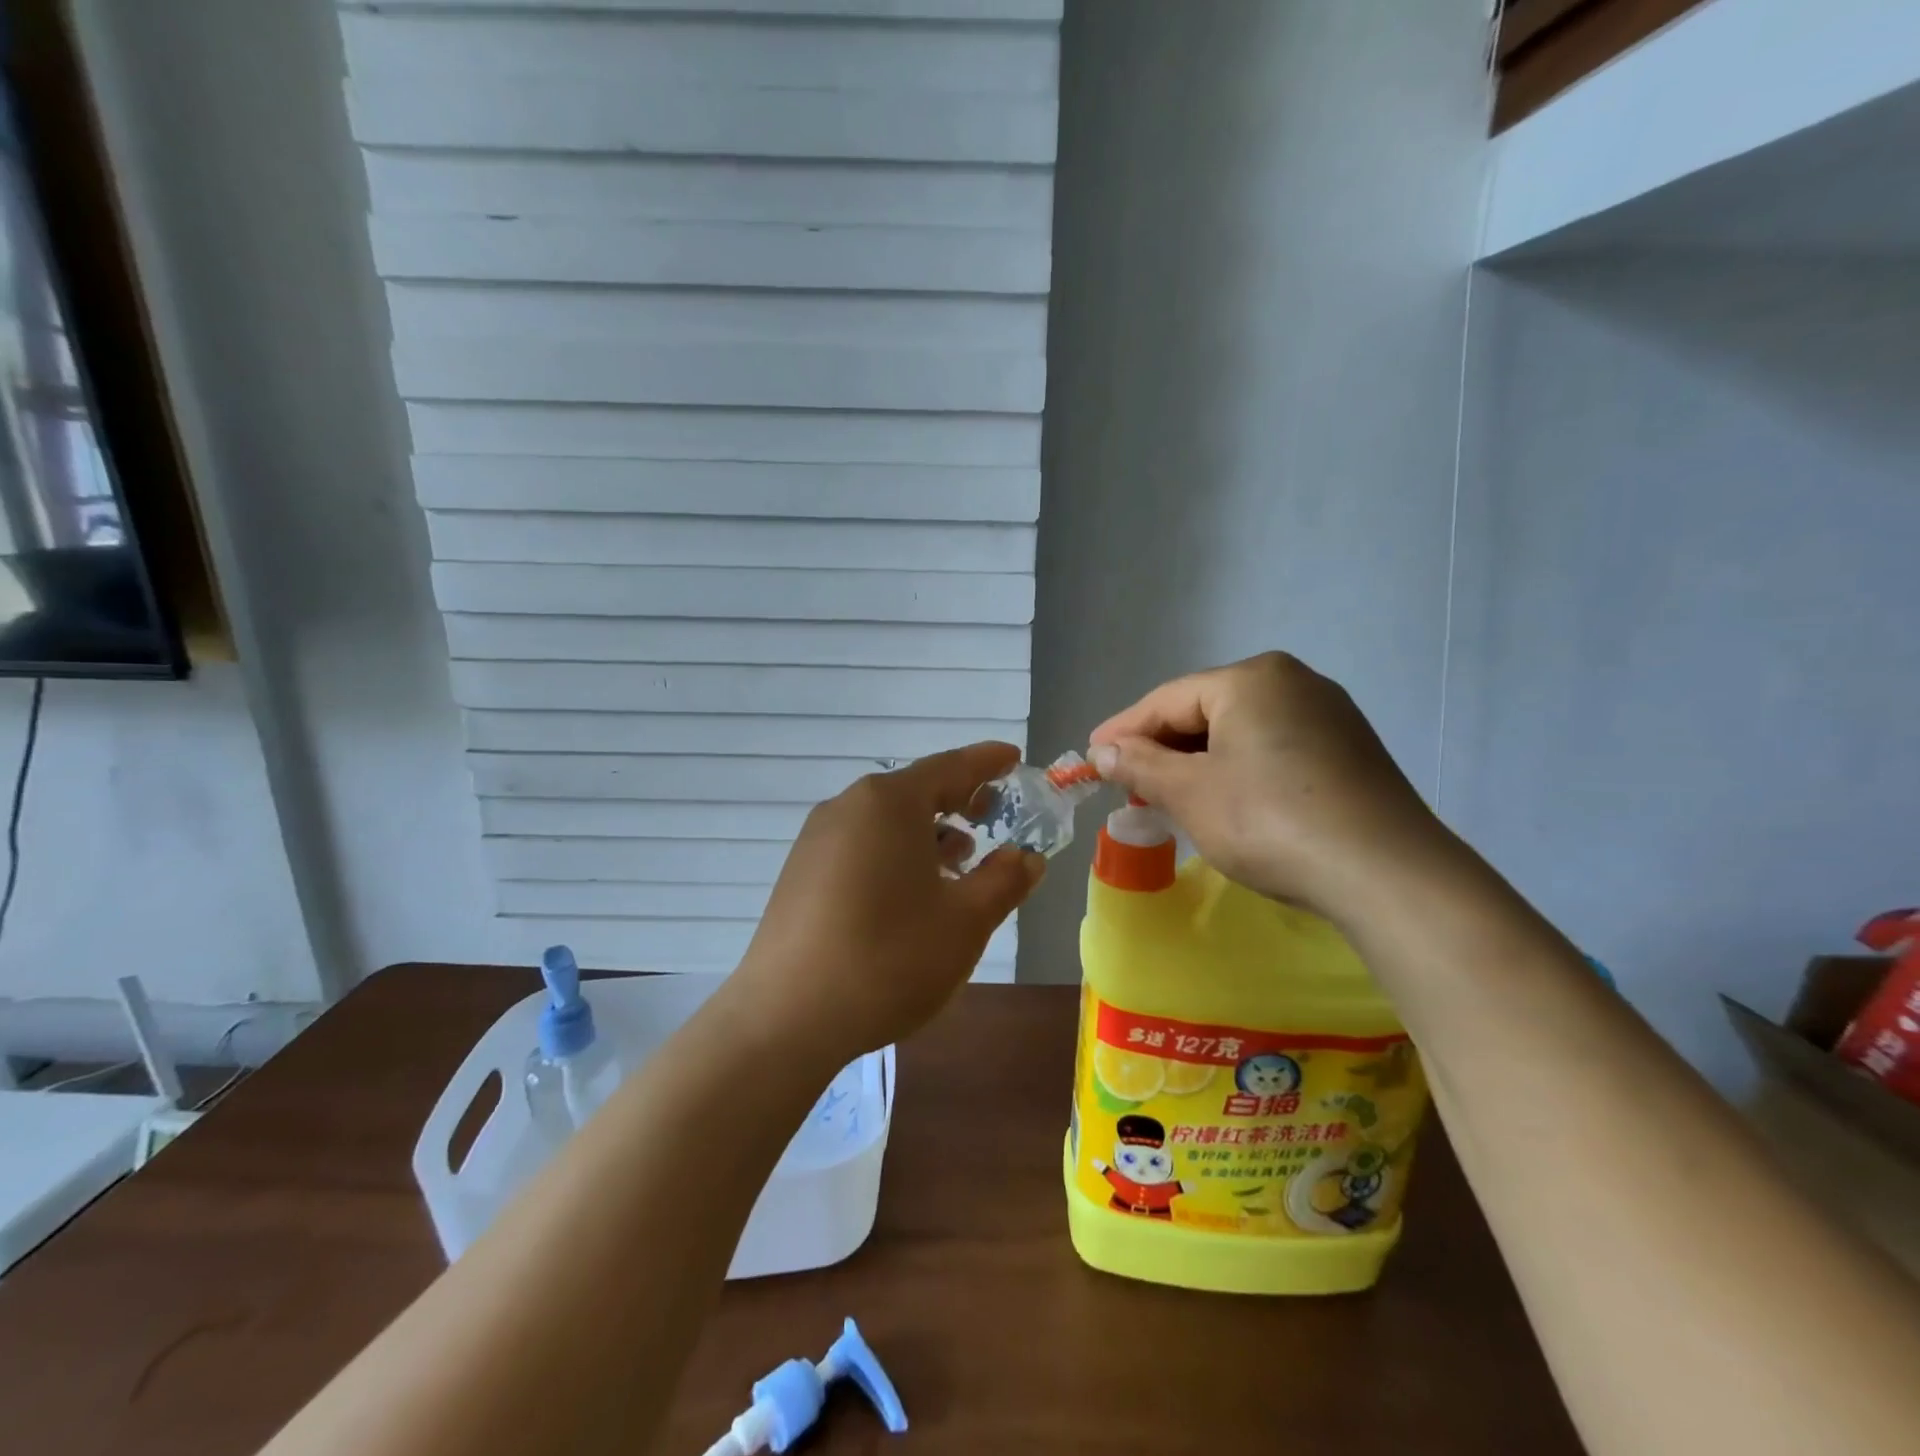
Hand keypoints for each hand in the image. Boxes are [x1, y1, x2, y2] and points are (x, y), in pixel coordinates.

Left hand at [734, 743, 1044, 1059]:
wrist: (787, 1018)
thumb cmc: (889, 957)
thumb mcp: (965, 921)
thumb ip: (1004, 881)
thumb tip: (1027, 858)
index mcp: (889, 803)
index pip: (951, 766)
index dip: (988, 762)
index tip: (1014, 759)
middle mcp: (848, 806)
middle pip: (915, 791)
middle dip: (959, 801)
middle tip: (993, 817)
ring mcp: (817, 839)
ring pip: (886, 821)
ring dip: (928, 834)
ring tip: (958, 865)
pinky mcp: (800, 872)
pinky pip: (861, 845)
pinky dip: (895, 854)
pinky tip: (910, 895)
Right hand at [1087, 653, 1455, 922]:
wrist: (1385, 873)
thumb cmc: (1270, 821)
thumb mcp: (1191, 793)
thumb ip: (1141, 765)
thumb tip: (1104, 751)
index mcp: (1251, 678)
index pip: (1167, 700)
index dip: (1123, 730)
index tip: (1090, 759)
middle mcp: (1292, 681)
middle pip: (1204, 711)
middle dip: (1162, 749)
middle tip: (1127, 784)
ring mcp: (1327, 714)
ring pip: (1239, 731)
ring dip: (1197, 762)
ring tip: (1168, 796)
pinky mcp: (1348, 748)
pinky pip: (1272, 748)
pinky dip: (1237, 769)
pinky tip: (1224, 799)